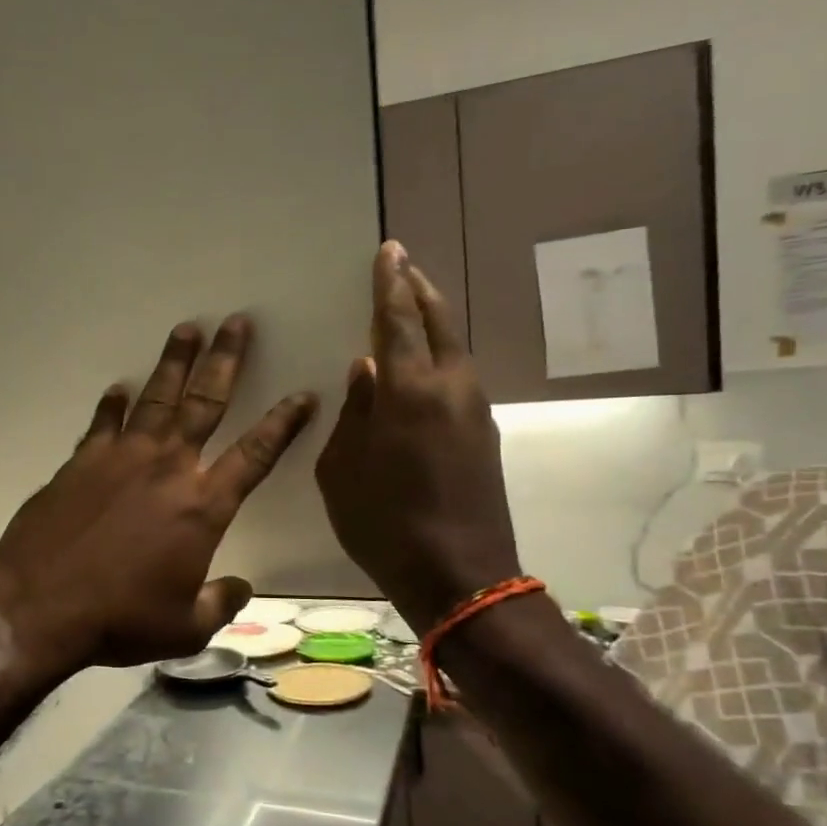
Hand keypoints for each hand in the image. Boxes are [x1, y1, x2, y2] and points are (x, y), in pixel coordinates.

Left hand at [0, 316, 316, 671]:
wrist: (38, 605)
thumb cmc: (119, 618)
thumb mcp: (184, 627)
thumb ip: (220, 604)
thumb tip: (241, 589)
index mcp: (203, 506)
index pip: (256, 454)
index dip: (284, 424)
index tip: (303, 395)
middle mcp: (168, 468)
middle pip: (205, 402)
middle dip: (226, 360)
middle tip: (237, 322)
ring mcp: (121, 458)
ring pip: (156, 398)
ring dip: (174, 362)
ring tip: (187, 329)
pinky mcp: (81, 462)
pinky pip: (103, 424)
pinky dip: (112, 405)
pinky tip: (118, 390)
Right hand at [315, 242, 521, 632]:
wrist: (461, 575)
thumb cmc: (384, 524)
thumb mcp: (343, 471)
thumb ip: (352, 414)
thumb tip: (364, 371)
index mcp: (408, 392)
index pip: (397, 321)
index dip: (390, 283)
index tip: (389, 250)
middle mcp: (449, 388)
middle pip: (438, 322)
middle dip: (418, 289)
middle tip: (402, 265)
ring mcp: (474, 410)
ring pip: (454, 347)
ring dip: (433, 320)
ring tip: (410, 305)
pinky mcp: (483, 433)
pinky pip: (459, 375)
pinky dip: (440, 353)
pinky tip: (423, 363)